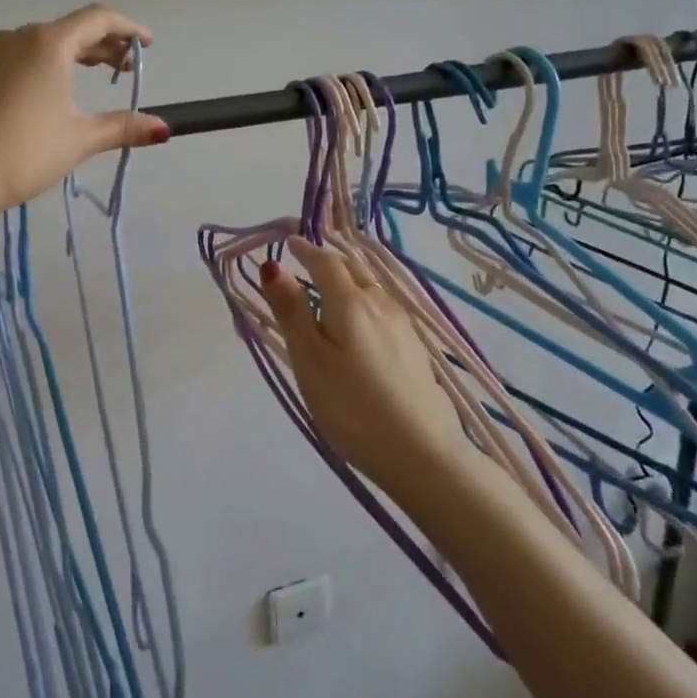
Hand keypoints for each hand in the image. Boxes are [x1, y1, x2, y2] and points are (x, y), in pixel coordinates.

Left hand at [0, 4, 168, 213]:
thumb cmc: (24, 153)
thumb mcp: (80, 140)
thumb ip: (123, 128)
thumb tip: (163, 128)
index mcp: (49, 44)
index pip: (98, 19)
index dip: (128, 29)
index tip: (147, 45)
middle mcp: (16, 36)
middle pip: (68, 30)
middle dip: (100, 46)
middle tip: (121, 70)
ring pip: (37, 43)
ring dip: (66, 56)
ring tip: (81, 81)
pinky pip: (9, 57)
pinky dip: (34, 65)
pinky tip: (36, 94)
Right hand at [260, 238, 465, 497]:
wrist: (423, 454)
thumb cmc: (352, 407)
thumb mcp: (310, 361)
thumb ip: (292, 312)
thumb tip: (273, 266)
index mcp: (351, 303)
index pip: (325, 262)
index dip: (305, 250)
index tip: (289, 243)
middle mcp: (381, 304)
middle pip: (353, 270)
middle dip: (328, 260)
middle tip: (307, 260)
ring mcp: (404, 326)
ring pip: (371, 288)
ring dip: (349, 279)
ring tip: (330, 288)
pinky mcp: (416, 349)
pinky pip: (383, 308)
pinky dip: (364, 300)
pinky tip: (362, 321)